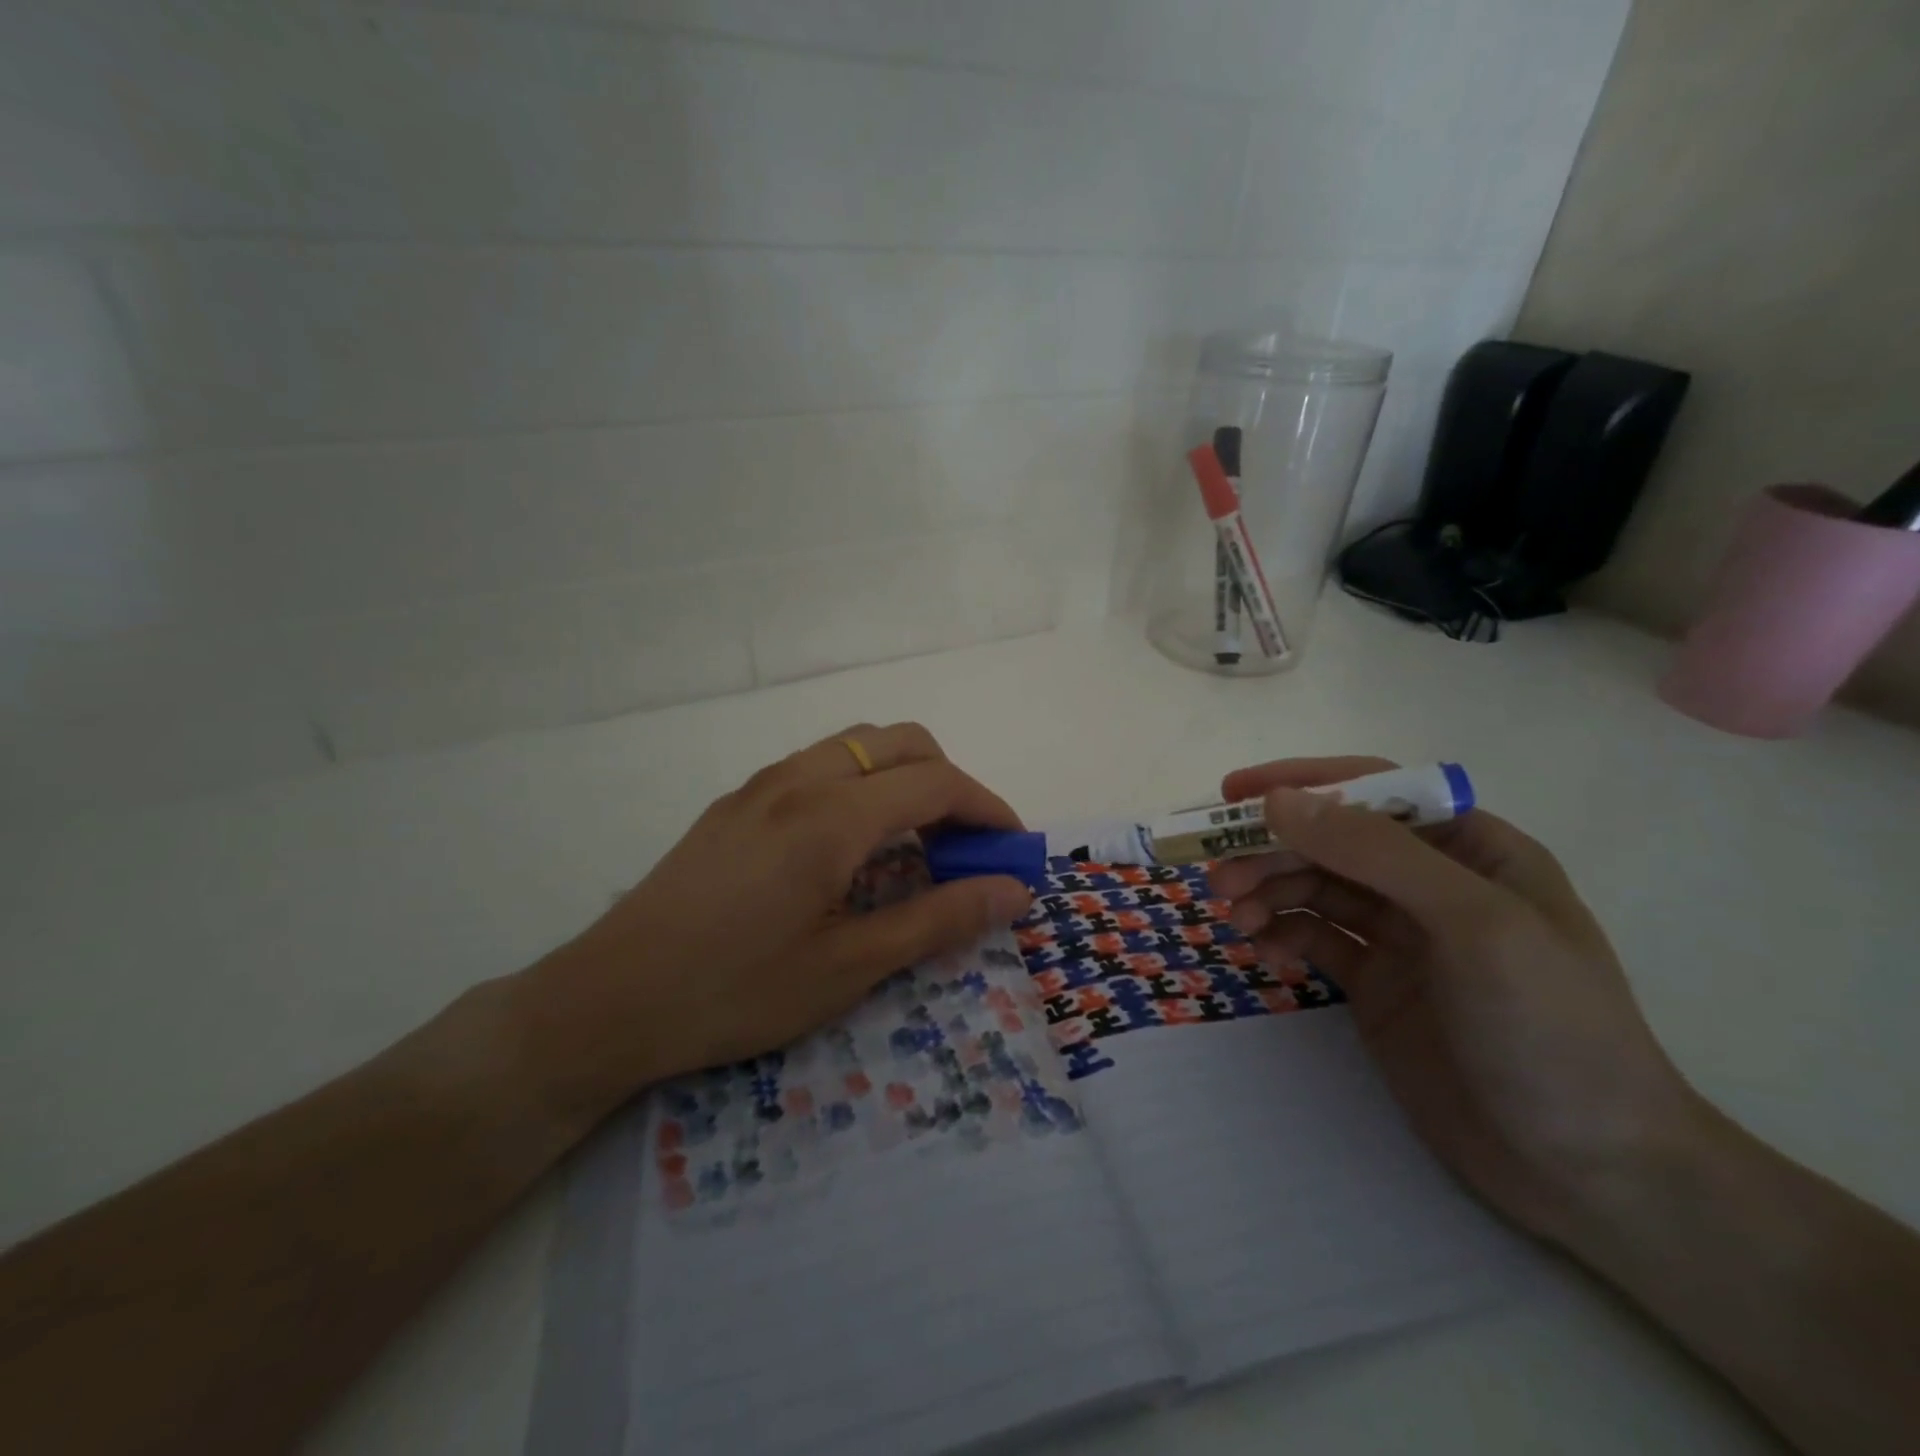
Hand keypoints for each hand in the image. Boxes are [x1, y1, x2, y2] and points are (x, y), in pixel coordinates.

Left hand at [511, 724, 1033, 1130]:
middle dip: (949, 781)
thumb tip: (1012, 890)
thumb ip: (936, 920)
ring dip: (902, 777)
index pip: (935, 782)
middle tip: (963, 845)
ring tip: (912, 844)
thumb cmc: (735, 992)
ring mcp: (761, 785)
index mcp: (831, 816)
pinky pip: (819, 765)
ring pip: (857, 745)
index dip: (987, 808)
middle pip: (901, 742)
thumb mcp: (848, 968)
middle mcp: (799, 779)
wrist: (608, 1000)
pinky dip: (861, 784)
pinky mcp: (736, 802)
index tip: (1013, 849)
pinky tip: (850, 846)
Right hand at [1211, 756, 1699, 1244]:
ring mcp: (1402, 937)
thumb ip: (1376, 853)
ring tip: (1233, 915)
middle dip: (1272, 850)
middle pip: (1332, 842)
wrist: (1591, 1173)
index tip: (1234, 794)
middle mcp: (1431, 884)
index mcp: (1472, 849)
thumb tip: (1277, 801)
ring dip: (1268, 892)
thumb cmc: (1551, 1028)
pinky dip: (1281, 937)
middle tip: (1217, 874)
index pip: (1374, 791)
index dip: (1303, 783)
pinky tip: (1262, 953)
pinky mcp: (1376, 985)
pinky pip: (1314, 941)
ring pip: (1315, 889)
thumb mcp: (1474, 923)